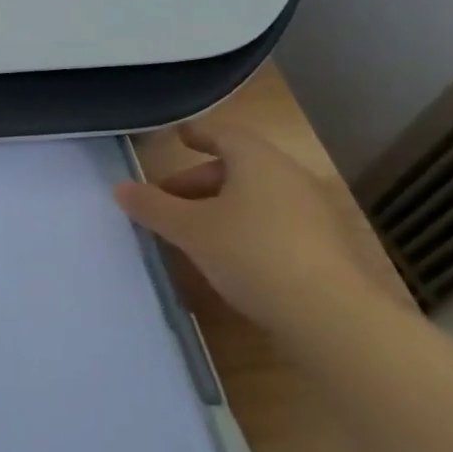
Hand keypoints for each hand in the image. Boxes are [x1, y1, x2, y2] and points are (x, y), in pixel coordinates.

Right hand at [112, 121, 386, 337]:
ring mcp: (315, 213)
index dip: (197, 134)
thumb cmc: (252, 254)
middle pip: (239, 167)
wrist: (333, 317)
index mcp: (258, 161)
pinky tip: (231, 258)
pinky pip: (277, 224)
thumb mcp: (190, 230)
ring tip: (195, 232)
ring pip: (258, 197)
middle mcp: (290, 177)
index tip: (178, 137)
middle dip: (200, 181)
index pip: (223, 134)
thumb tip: (120, 188)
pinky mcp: (328, 249)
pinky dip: (248, 229)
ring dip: (223, 207)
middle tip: (168, 201)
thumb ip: (153, 207)